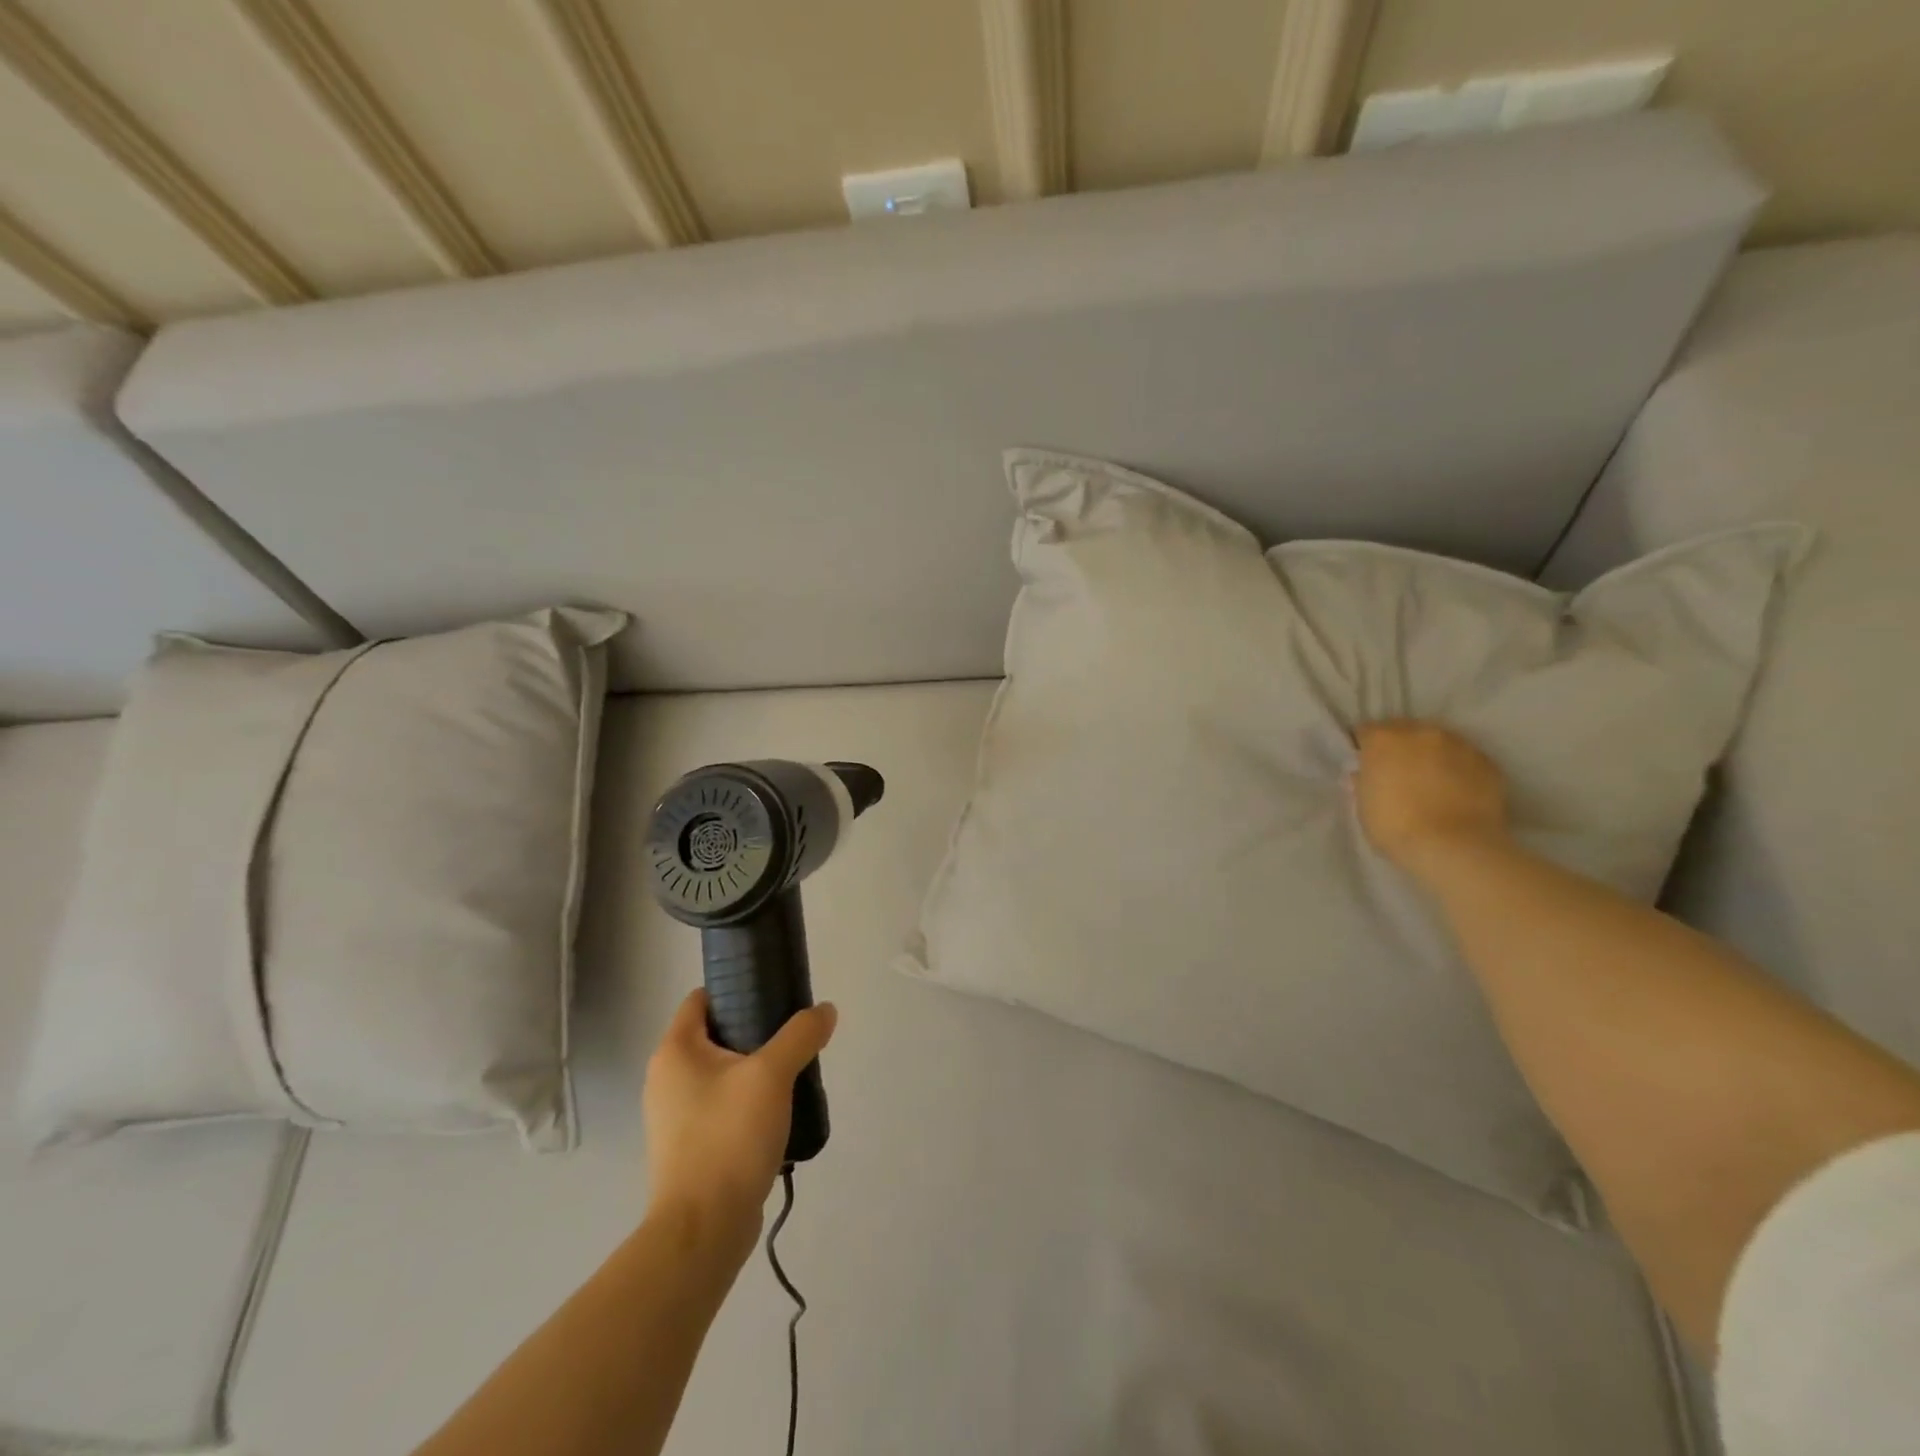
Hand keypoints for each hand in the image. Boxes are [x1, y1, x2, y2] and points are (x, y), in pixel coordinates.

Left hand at [644, 989, 837, 1243]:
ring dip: (755, 1069)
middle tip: (793, 1035)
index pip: (701, 999)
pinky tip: (778, 1112)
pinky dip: (747, 1102)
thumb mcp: (772, 1075)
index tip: (774, 993)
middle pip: (715, 1034)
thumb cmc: (728, 1138)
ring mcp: (675, 1117)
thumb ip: (800, 1035)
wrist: (703, 1230)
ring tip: (792, 1074)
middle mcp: (666, 1078)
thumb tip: (825, 1010)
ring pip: (721, 1073)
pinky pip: (722, 1107)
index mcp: (675, 1051)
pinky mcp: (689, 1148)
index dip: (737, 987)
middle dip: (754, 1030)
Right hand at [1351, 720, 1510, 880]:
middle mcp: (1421, 733)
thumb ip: (1364, 782)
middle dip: (1399, 746)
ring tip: (1431, 781)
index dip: (1363, 748)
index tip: (1365, 765)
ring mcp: (1459, 744)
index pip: (1365, 732)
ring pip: (1438, 742)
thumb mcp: (1364, 806)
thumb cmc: (1396, 827)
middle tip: (1397, 772)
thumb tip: (1364, 775)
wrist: (1455, 847)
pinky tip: (1456, 791)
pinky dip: (1458, 769)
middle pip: (1404, 730)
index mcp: (1383, 740)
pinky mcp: (1488, 762)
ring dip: (1431, 755)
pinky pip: (1465, 759)